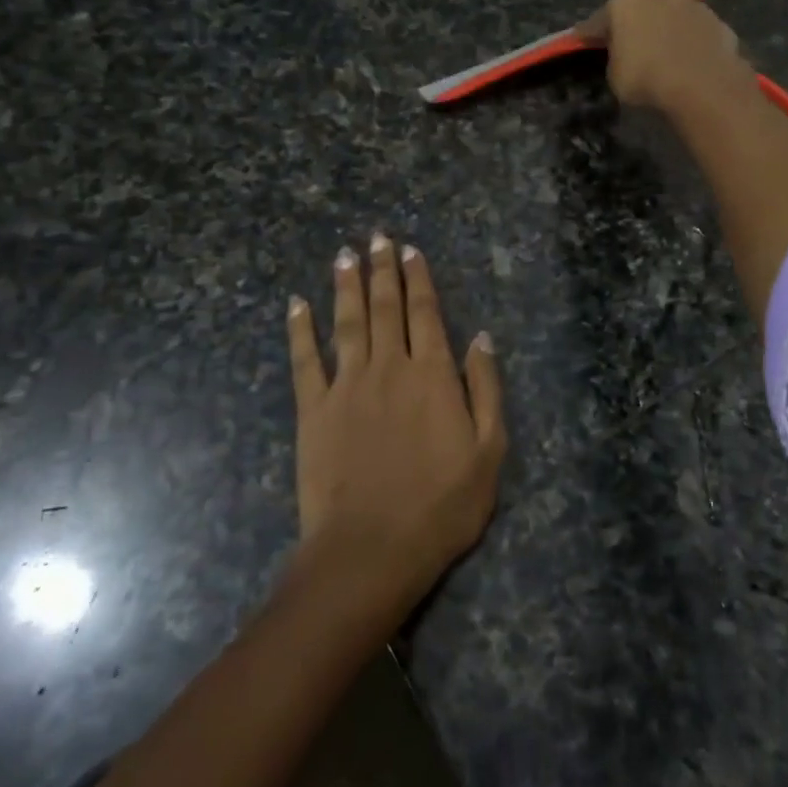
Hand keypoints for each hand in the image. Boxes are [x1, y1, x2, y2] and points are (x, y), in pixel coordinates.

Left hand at [286, 234, 506, 616]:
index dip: (419, 279)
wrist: (371, 550)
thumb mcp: (490, 452)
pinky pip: (305, 360)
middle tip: (378, 236)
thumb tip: (481, 337)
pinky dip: (300, 329)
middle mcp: (389, 367)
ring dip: (346, 284)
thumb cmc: (441, 506)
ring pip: (347, 321)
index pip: (425, 313)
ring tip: (345, 253)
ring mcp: (347, 386)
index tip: (411, 250)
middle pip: (385, 307)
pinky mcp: (313, 410)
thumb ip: (486, 389)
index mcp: (432, 375)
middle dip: (383, 269)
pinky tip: (297, 303)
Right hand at [576, 0, 759, 115]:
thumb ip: (615, 57)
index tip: (583, 42)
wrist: (705, 86)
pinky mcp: (720, 23)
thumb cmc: (646, 77)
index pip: (599, 19)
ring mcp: (694, 5)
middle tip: (629, 47)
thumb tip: (624, 53)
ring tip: (664, 57)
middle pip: (641, 10)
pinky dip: (691, 45)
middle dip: (634, 25)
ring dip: (666, 32)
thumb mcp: (614, 74)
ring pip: (672, 18)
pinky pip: (696, 35)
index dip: (590, 34)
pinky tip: (689, 64)